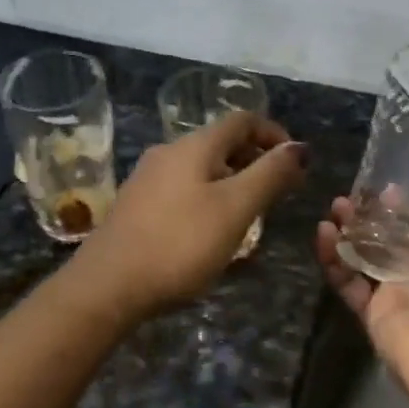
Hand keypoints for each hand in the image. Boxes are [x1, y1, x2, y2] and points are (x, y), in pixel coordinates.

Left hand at [73, 110, 308, 320]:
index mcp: (193, 146)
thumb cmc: (180, 244)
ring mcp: (147, 180)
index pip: (242, 120)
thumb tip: (300, 147)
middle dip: (254, 161)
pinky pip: (183, 191)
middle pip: (220, 143)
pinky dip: (208, 200)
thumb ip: (270, 175)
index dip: (274, 134)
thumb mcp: (235, 209)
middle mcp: (168, 153)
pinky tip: (213, 233)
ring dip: (232, 183)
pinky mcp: (137, 208)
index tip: (296, 163)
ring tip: (251, 215)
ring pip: (201, 170)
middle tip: (279, 192)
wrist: (107, 286)